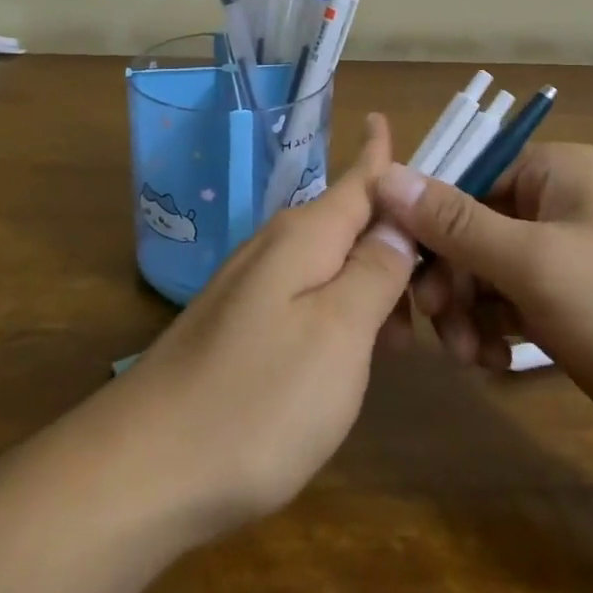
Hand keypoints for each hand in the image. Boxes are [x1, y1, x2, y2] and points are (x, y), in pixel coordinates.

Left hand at [112, 115, 416, 543]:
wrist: (145, 470)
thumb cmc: (257, 401)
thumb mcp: (339, 334)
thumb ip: (375, 270)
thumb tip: (400, 217)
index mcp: (305, 235)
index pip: (360, 177)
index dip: (385, 154)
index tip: (398, 123)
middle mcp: (277, 246)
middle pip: (352, 220)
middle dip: (399, 239)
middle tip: (447, 289)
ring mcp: (254, 285)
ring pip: (333, 262)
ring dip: (375, 282)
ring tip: (411, 335)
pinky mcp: (242, 324)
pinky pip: (309, 295)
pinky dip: (345, 311)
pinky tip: (358, 354)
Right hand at [374, 145, 592, 489]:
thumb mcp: (534, 261)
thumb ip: (454, 221)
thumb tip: (385, 173)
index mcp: (557, 172)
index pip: (467, 177)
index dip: (428, 218)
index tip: (400, 266)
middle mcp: (559, 205)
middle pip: (473, 226)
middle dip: (450, 274)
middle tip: (437, 323)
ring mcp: (566, 258)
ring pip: (487, 270)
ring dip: (467, 309)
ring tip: (470, 355)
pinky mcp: (571, 305)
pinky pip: (510, 303)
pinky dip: (493, 328)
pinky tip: (493, 362)